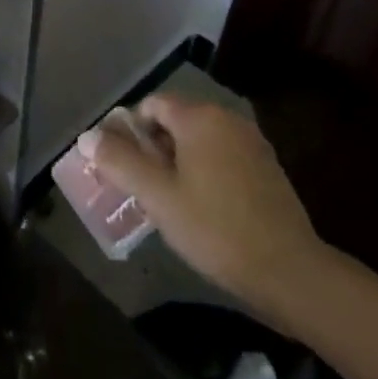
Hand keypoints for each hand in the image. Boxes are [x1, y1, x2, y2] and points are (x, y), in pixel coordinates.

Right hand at [80, 91, 327, 320]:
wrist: (290, 273)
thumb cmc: (215, 228)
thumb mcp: (157, 196)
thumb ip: (119, 161)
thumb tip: (87, 137)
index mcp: (200, 117)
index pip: (151, 105)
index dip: (130, 130)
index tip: (123, 166)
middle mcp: (228, 120)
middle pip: (175, 120)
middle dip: (153, 148)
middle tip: (142, 186)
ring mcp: (252, 144)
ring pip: (199, 141)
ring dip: (178, 162)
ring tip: (168, 200)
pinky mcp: (267, 170)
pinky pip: (222, 158)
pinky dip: (205, 173)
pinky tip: (202, 209)